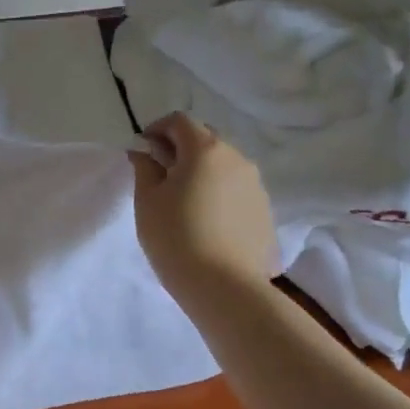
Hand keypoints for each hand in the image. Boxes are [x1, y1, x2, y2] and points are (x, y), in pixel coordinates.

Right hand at [129, 112, 276, 301]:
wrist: (225, 287)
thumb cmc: (176, 236)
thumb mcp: (147, 200)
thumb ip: (145, 168)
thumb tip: (144, 152)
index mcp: (205, 150)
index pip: (180, 121)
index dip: (157, 129)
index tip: (143, 150)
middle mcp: (237, 158)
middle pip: (205, 139)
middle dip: (181, 148)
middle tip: (161, 174)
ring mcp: (256, 185)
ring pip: (224, 165)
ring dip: (202, 171)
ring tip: (184, 201)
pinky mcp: (265, 211)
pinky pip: (236, 190)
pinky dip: (219, 193)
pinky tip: (206, 221)